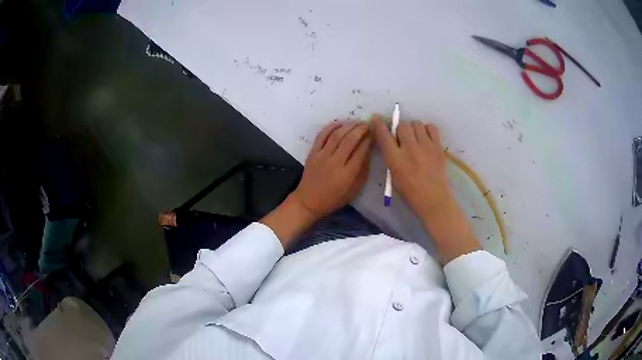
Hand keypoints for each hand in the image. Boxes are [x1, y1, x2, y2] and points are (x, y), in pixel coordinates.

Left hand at [261, 121, 371, 247]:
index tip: (375, 132)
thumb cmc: (334, 198)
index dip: (370, 139)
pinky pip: (322, 135)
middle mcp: (335, 162)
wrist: (309, 201)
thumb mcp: (354, 189)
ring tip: (357, 122)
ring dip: (349, 125)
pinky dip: (332, 127)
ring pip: (337, 135)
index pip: (361, 150)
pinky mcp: (313, 153)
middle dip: (361, 129)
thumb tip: (369, 150)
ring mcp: (322, 156)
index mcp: (347, 174)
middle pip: (350, 139)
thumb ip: (363, 170)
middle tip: (368, 124)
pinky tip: (340, 123)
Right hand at [372, 116, 449, 219]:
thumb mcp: (393, 174)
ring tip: (416, 138)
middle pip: (402, 125)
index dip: (379, 124)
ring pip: (416, 123)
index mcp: (395, 159)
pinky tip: (426, 138)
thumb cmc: (410, 192)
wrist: (433, 199)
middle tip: (402, 137)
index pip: (384, 135)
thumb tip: (390, 140)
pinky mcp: (438, 146)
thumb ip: (391, 156)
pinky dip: (427, 130)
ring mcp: (425, 146)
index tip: (377, 118)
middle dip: (400, 129)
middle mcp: (409, 149)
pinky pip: (431, 127)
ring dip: (413, 129)